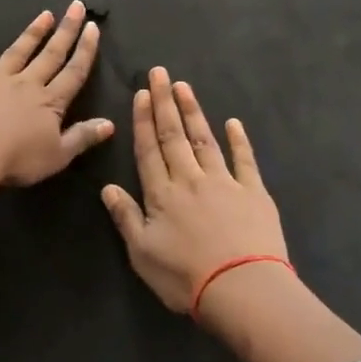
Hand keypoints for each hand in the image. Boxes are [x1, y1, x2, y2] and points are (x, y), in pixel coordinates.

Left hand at [0, 1, 113, 187]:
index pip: (73, 72)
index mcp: (49, 102)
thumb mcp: (58, 155)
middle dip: (65, 30)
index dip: (85, 50)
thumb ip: (82, 137)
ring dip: (31, 33)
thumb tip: (110, 123)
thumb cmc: (16, 160)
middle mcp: (24, 84)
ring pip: (16, 52)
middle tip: (76, 6)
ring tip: (44, 15)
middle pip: (49, 54)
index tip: (93, 27)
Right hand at [101, 67, 288, 313]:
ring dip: (193, 113)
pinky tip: (233, 123)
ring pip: (204, 140)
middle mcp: (190, 179)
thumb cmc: (185, 277)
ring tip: (184, 87)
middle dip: (165, 102)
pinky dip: (239, 141)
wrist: (242, 288)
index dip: (143, 121)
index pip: (149, 150)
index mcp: (161, 194)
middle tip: (159, 73)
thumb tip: (107, 187)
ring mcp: (224, 182)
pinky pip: (244, 160)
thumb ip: (125, 217)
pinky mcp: (254, 193)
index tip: (141, 94)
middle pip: (174, 136)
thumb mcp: (142, 253)